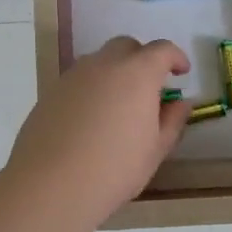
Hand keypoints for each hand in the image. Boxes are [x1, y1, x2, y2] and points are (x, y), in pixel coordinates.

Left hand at [5, 37, 192, 225]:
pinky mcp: (50, 93)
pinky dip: (90, 90)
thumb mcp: (155, 149)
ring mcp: (72, 76)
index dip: (175, 57)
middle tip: (149, 88)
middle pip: (126, 47)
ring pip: (99, 62)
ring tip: (118, 106)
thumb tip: (180, 103)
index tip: (182, 72)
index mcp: (137, 73)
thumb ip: (172, 120)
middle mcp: (103, 65)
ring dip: (114, 73)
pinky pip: (78, 81)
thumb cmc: (115, 169)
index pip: (161, 50)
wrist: (51, 185)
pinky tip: (90, 120)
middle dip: (142, 59)